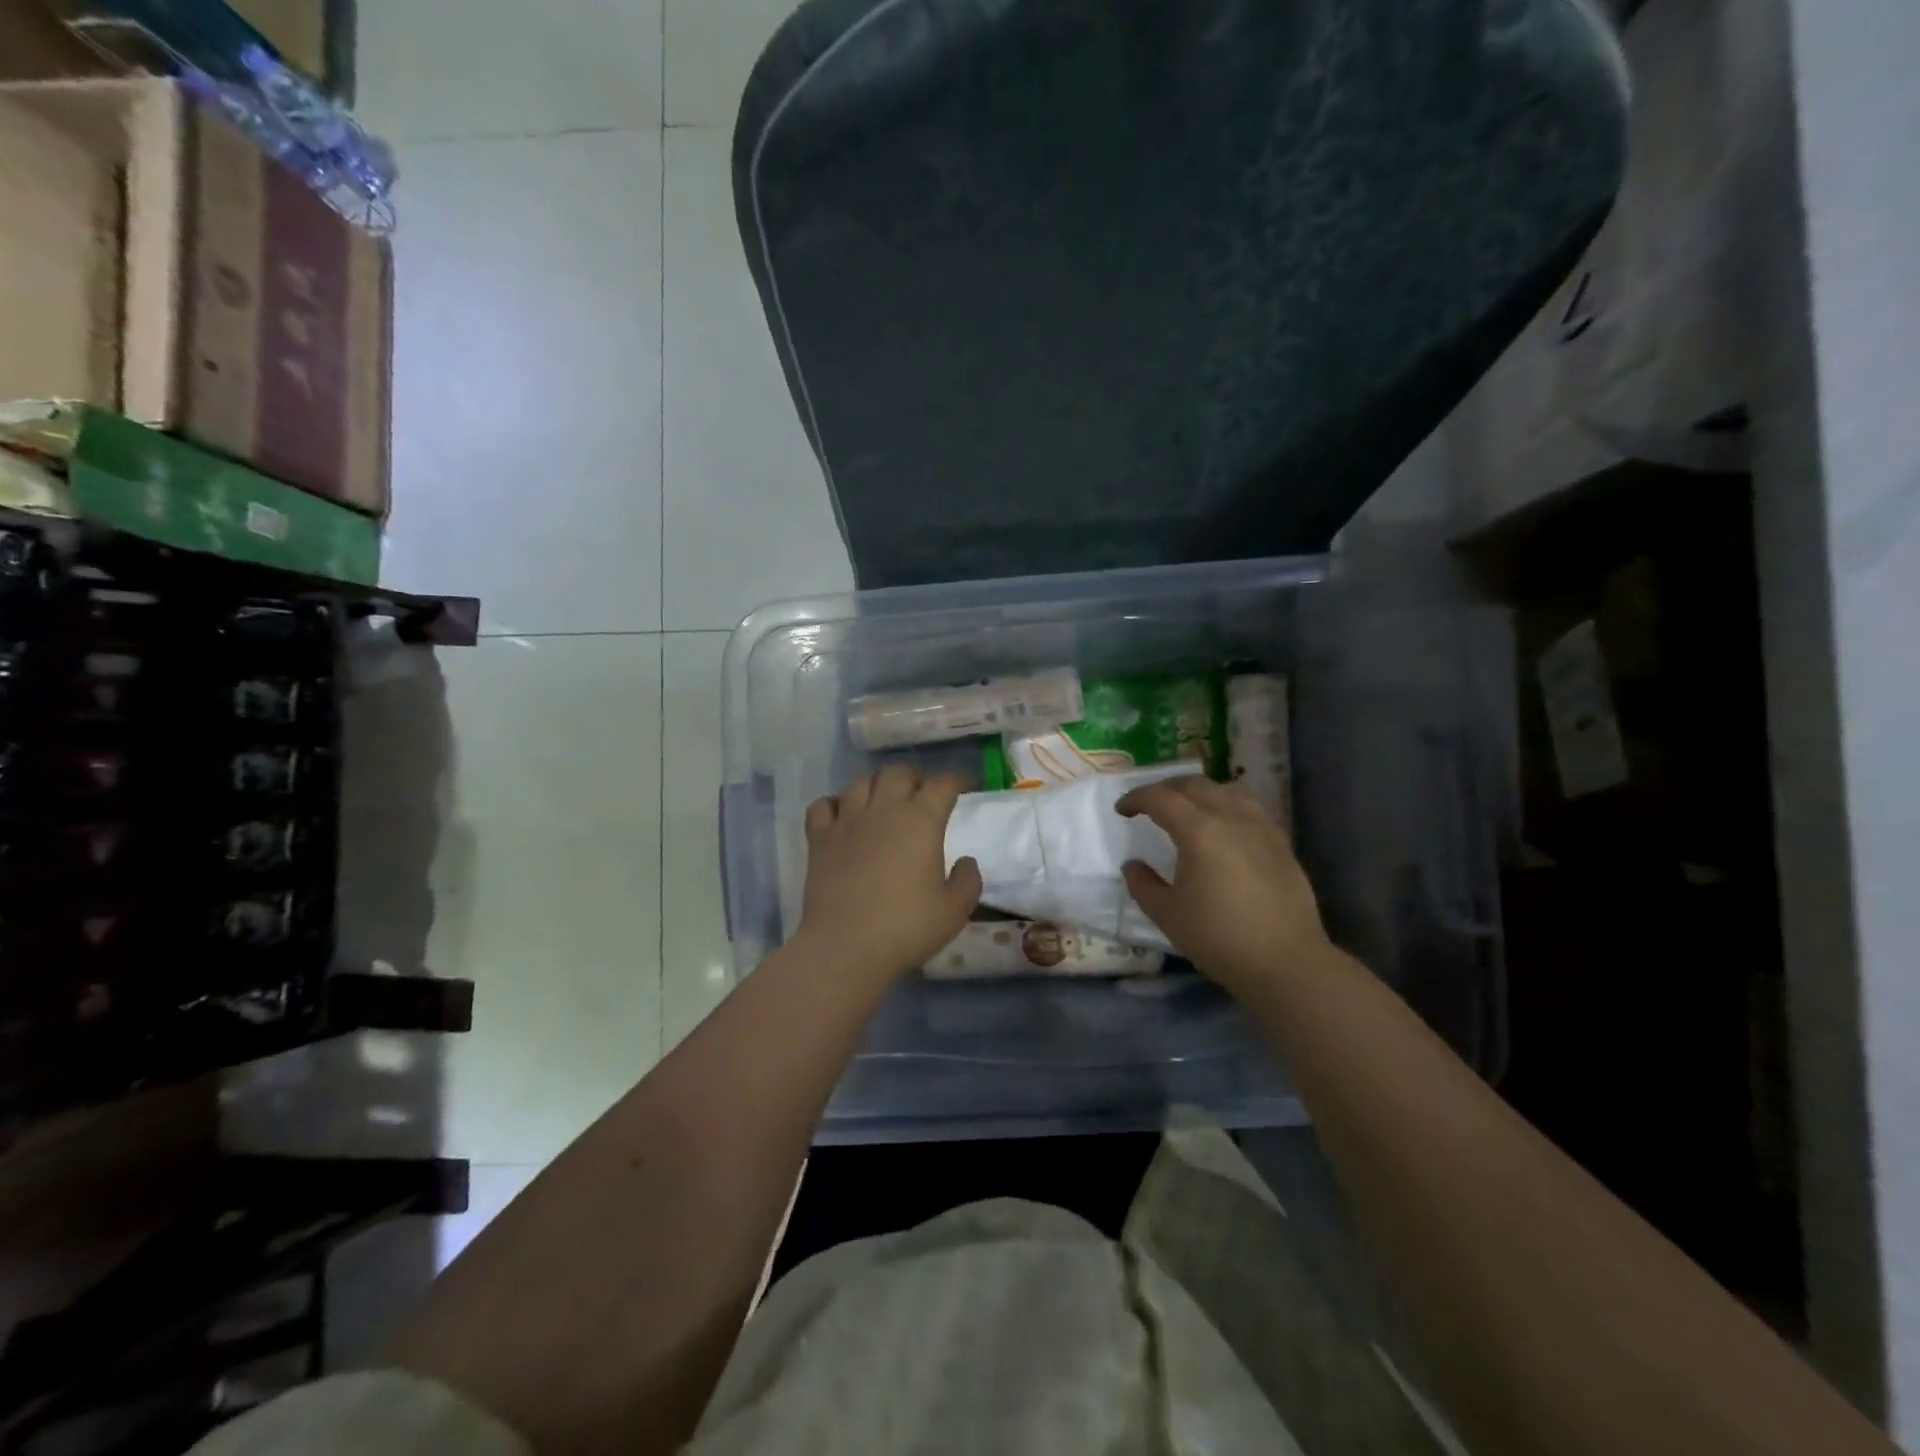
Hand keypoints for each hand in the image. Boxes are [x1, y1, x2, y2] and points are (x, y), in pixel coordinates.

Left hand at [795, 765, 982, 984]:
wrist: (845, 947)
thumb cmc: (906, 928)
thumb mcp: (954, 910)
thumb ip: (968, 880)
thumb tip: (966, 861)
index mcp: (921, 821)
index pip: (942, 784)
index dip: (956, 781)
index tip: (964, 788)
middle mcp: (883, 810)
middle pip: (898, 773)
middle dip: (914, 779)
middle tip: (922, 797)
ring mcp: (847, 822)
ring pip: (861, 783)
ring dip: (876, 786)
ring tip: (883, 803)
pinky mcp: (819, 840)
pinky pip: (823, 806)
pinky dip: (834, 805)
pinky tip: (842, 817)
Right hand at [1117, 775, 1328, 993]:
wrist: (1285, 962)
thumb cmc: (1218, 937)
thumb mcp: (1166, 914)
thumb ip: (1142, 884)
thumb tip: (1133, 865)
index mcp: (1198, 831)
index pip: (1161, 798)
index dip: (1136, 798)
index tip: (1122, 810)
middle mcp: (1231, 818)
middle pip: (1195, 785)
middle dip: (1167, 788)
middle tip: (1150, 804)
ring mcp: (1261, 828)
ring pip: (1226, 790)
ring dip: (1199, 792)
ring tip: (1187, 808)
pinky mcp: (1281, 843)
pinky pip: (1249, 808)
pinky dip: (1227, 806)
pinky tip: (1224, 827)